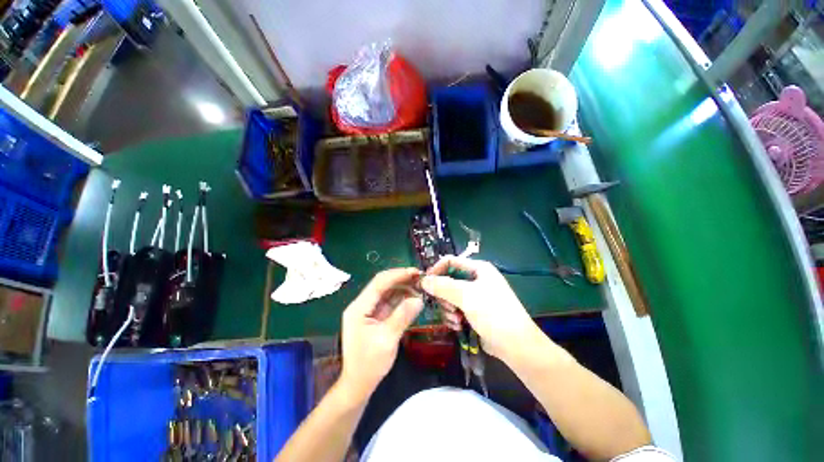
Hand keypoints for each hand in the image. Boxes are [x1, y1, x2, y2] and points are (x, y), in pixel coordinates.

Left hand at [339, 267, 423, 400]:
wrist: (358, 384)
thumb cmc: (369, 364)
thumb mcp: (388, 339)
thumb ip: (403, 316)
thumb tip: (419, 299)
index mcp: (359, 308)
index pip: (379, 283)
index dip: (397, 275)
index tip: (415, 272)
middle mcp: (362, 305)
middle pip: (382, 285)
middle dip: (401, 280)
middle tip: (420, 279)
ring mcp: (368, 311)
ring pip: (387, 293)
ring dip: (402, 289)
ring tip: (419, 288)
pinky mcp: (374, 317)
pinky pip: (389, 303)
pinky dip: (401, 299)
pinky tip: (413, 298)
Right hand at [421, 256, 538, 360]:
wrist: (515, 345)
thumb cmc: (493, 313)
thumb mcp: (467, 296)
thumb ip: (443, 286)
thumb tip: (422, 280)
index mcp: (478, 268)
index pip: (450, 261)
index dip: (436, 270)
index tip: (424, 283)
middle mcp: (475, 279)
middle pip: (447, 281)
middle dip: (444, 296)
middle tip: (448, 307)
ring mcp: (474, 296)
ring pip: (448, 297)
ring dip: (448, 309)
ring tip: (456, 320)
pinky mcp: (472, 311)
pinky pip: (454, 309)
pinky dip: (453, 317)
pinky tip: (459, 326)